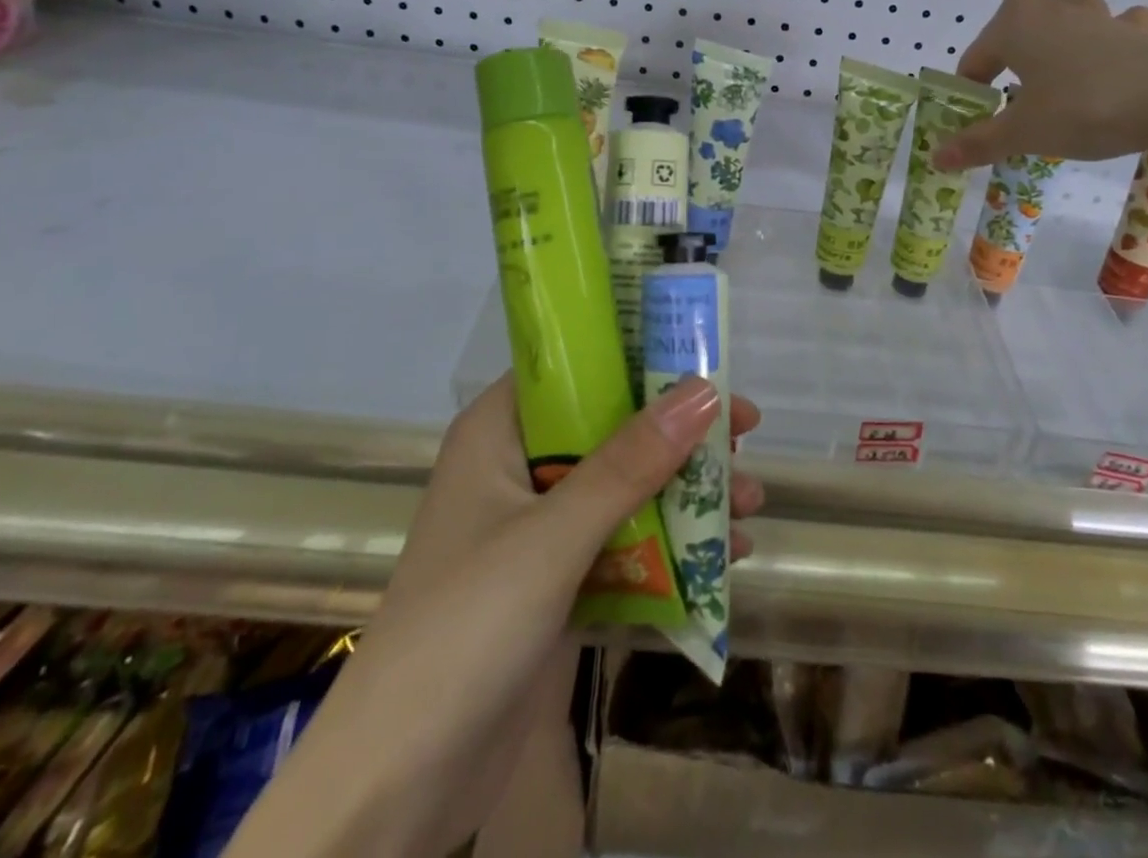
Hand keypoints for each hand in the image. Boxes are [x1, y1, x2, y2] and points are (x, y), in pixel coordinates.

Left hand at [226, 376, 762, 857]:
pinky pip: (626, 546)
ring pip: (626, 488)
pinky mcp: (558, 584)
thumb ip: (630, 464)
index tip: (707, 361)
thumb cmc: (464, 631)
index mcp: (499, 433)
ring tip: (752, 505)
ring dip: (688, 495)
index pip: (575, 367)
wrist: (395, 791)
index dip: (640, 356)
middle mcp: (520, 469)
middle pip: (613, 428)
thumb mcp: (553, 537)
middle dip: (681, 436)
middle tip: (746, 434)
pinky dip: (673, 549)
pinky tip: (726, 558)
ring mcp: (539, 529)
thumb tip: (706, 389)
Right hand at [932, 0, 1147, 170]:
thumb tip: (935, 157)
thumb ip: (976, 142)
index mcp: (1014, 25)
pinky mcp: (1136, 29)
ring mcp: (1097, 13)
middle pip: (1015, 28)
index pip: (974, 61)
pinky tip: (1113, 68)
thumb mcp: (1022, 132)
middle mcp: (1051, 7)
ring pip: (1068, 10)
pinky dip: (1111, 40)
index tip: (975, 126)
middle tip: (1014, 100)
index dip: (970, 95)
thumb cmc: (1082, 108)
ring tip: (1060, 68)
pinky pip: (1116, 27)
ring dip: (1061, 30)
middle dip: (1011, 58)